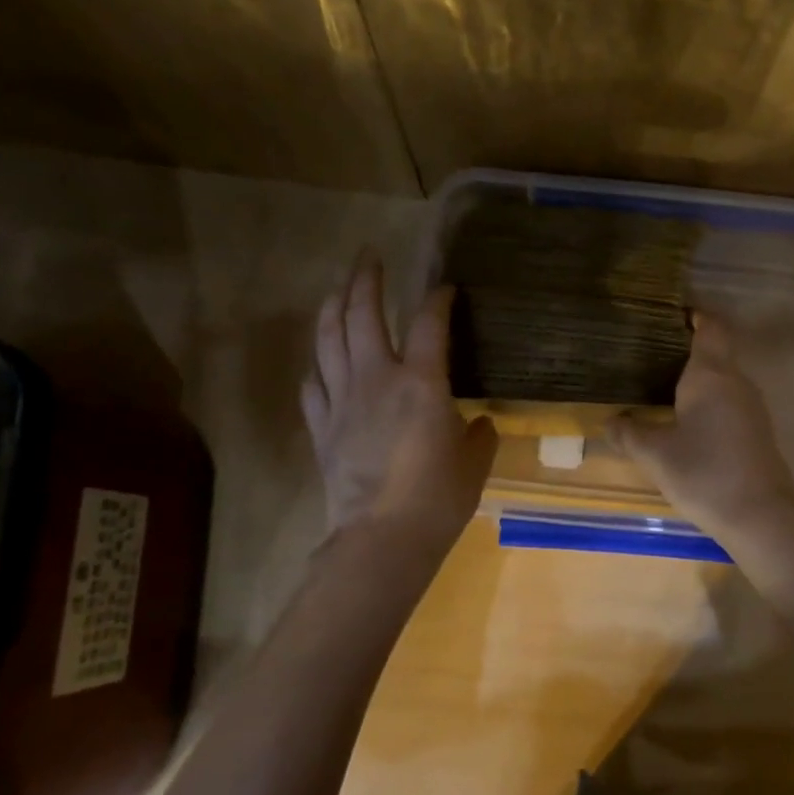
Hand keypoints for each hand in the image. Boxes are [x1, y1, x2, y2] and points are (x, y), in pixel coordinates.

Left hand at [301, 254, 497, 547]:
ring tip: (339, 288)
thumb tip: (480, 423)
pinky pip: (313, 383)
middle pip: (363, 314)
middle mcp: (376, 378)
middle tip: (369, 256)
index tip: (445, 289)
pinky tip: (322, 359)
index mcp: (421, 382)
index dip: (438, 299)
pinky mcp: (321, 426)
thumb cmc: (438, 499)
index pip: (428, 322)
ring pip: (328, 338)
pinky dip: (318, 364)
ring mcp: (342, 400)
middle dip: (365, 279)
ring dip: (333, 306)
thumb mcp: (474, 463)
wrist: (381, 538)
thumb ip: (479, 434)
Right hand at [614, 313, 793, 548]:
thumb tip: (610, 421)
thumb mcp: (654, 454)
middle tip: (649, 354)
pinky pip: (728, 403)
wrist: (760, 516)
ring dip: (696, 380)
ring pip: (722, 380)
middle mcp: (736, 382)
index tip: (672, 314)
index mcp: (710, 375)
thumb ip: (628, 433)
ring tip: (661, 387)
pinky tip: (686, 423)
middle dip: (686, 350)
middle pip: (715, 352)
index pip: (710, 328)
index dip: (695, 315)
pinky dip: (707, 403)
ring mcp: (751, 407)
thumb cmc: (704, 473)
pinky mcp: (756, 431)